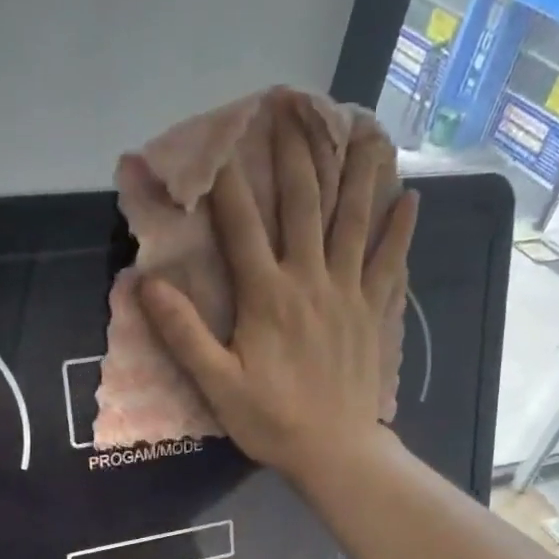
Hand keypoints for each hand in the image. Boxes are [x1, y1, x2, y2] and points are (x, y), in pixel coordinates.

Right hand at [137, 97, 418, 484]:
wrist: (334, 451)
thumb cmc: (271, 421)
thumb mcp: (217, 384)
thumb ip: (184, 333)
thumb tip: (147, 284)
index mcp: (267, 295)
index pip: (241, 225)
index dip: (226, 181)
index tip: (218, 139)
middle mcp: (311, 280)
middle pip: (304, 205)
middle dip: (296, 154)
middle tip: (294, 108)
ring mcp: (349, 293)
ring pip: (355, 220)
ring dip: (358, 171)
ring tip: (366, 127)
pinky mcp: (374, 312)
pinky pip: (391, 261)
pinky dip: (401, 229)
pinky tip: (411, 198)